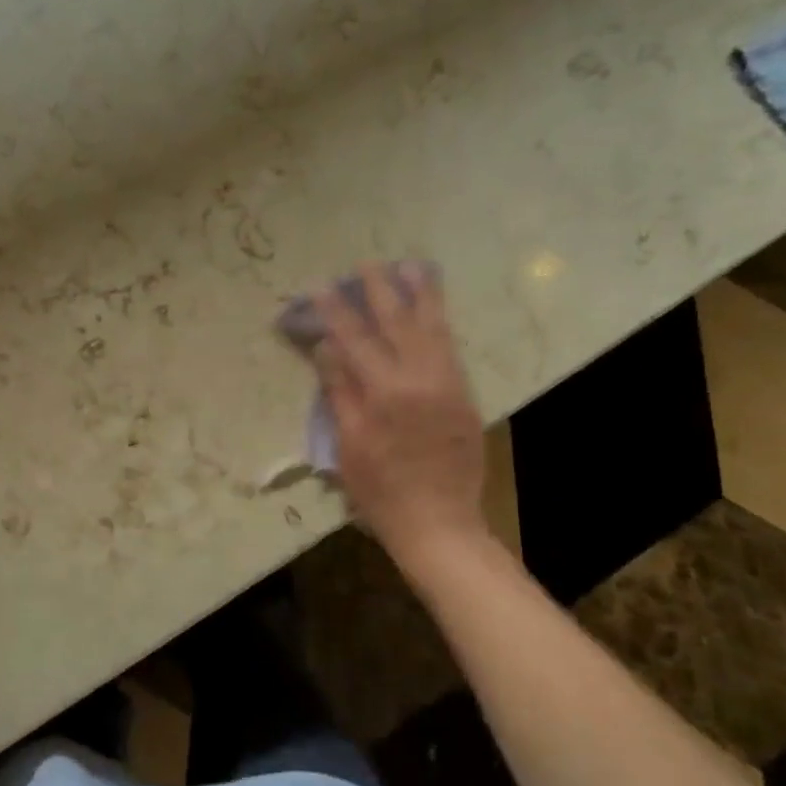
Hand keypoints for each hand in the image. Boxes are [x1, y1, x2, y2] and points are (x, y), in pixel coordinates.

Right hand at [312, 264, 499, 585]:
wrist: (438, 522)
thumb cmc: (380, 490)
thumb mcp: (348, 444)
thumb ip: (339, 390)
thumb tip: (327, 346)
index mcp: (384, 393)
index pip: (354, 340)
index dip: (336, 310)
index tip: (322, 286)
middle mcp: (420, 380)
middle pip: (398, 324)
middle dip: (381, 290)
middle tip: (368, 263)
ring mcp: (447, 385)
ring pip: (433, 330)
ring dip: (422, 296)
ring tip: (412, 267)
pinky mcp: (463, 395)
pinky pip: (451, 349)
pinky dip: (440, 323)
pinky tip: (433, 309)